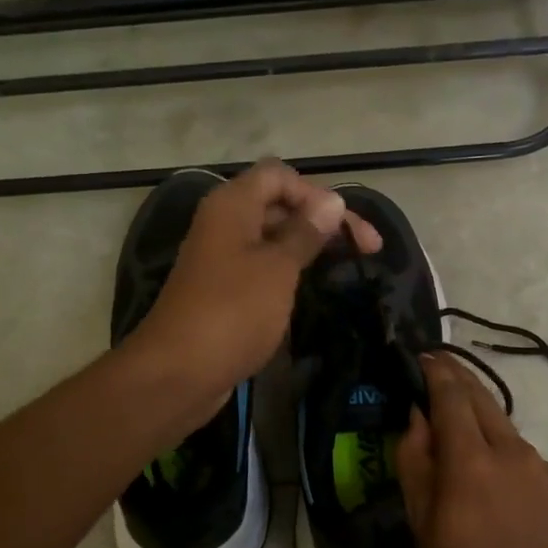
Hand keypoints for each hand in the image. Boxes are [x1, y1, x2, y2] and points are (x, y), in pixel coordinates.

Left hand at [130, 161, 380, 412]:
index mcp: (232, 205)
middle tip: (368, 248)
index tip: (349, 227)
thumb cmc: (233, 311)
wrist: (178, 372)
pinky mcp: (223, 289)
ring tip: (348, 264)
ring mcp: (221, 257)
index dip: (317, 194)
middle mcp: (224, 223)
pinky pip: (261, 265)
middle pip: (278, 203)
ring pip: (272, 236)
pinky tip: (312, 285)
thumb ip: (306, 232)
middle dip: (322, 219)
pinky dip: (289, 269)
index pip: (279, 175)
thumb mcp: (278, 268)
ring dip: (309, 244)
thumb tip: (332, 201)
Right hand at [397, 354, 547, 547]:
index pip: (452, 395)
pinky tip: (479, 455)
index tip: (419, 357)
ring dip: (475, 405)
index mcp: (471, 461)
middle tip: (433, 365)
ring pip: (500, 419)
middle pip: (481, 396)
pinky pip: (515, 446)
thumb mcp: (423, 524)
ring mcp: (536, 466)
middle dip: (457, 376)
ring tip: (450, 408)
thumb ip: (416, 462)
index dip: (435, 371)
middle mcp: (509, 451)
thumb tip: (416, 417)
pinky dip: (492, 435)